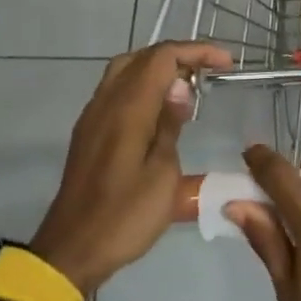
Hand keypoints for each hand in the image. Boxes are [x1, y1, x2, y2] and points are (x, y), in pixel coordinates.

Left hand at [29, 41, 231, 291]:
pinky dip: (143, 86)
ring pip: (125, 71)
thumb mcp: (163, 174)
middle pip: (141, 57)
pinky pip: (117, 91)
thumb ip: (170, 125)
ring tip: (189, 87)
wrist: (73, 249)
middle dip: (178, 56)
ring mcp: (93, 117)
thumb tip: (180, 87)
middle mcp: (106, 103)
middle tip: (209, 73)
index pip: (162, 58)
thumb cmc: (125, 216)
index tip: (227, 64)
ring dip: (158, 69)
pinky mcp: (88, 132)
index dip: (197, 52)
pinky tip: (161, 110)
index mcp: (127, 109)